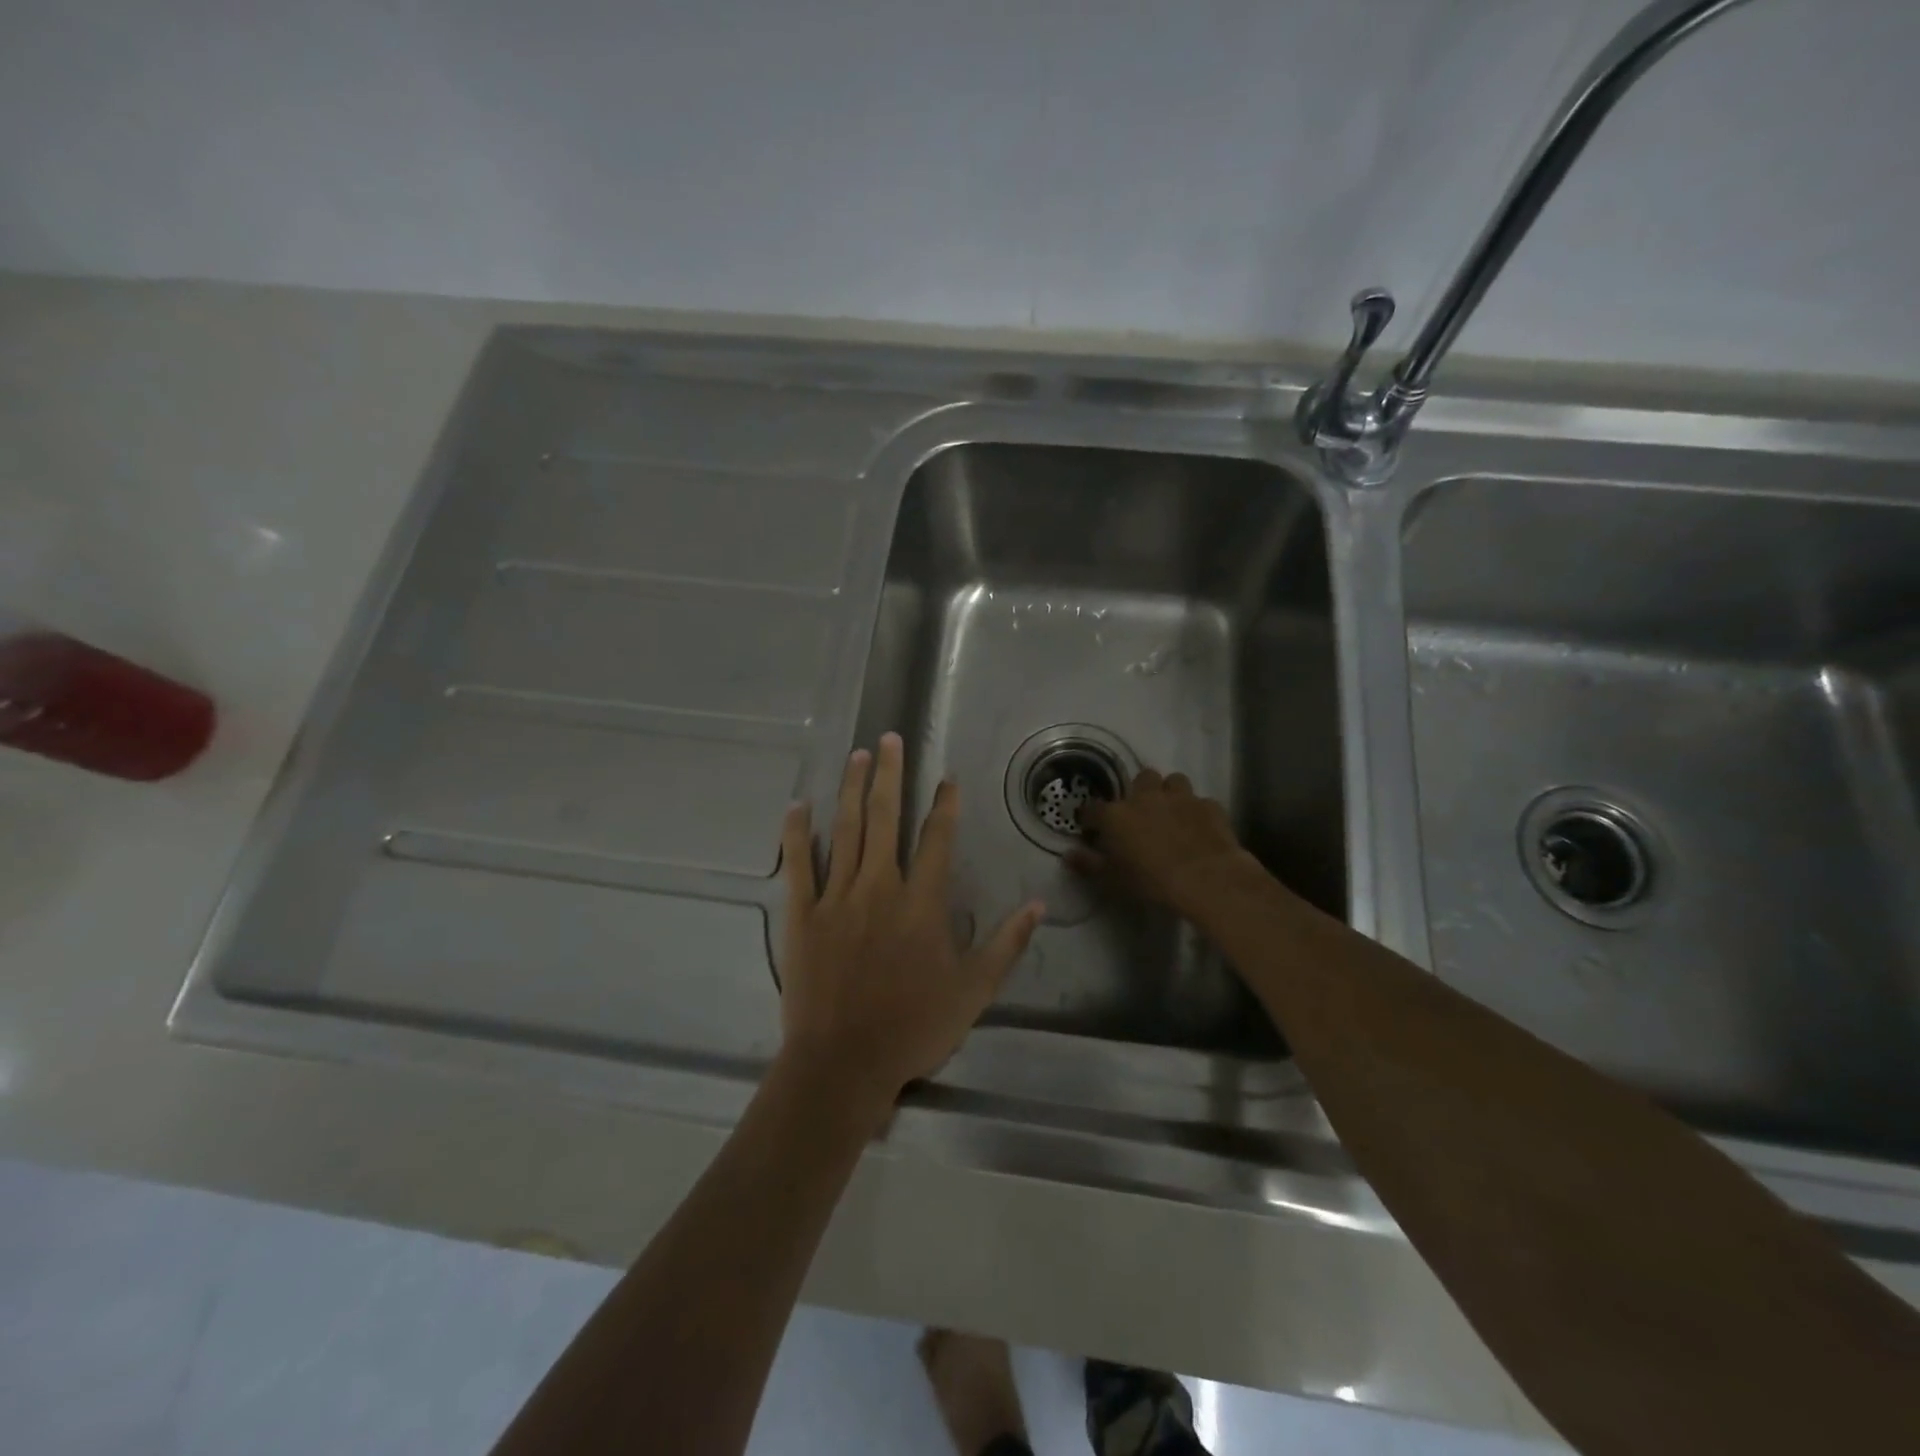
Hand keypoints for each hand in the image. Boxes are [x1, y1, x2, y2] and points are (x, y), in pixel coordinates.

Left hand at [777, 732, 1044, 1109]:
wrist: (845, 1062)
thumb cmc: (914, 1027)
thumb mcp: (974, 991)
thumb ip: (1006, 945)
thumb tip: (1038, 905)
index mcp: (921, 902)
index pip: (937, 839)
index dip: (945, 805)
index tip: (947, 777)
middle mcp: (879, 886)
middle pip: (885, 818)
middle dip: (889, 774)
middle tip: (889, 738)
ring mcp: (837, 897)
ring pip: (845, 830)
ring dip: (851, 789)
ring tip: (856, 754)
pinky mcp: (803, 915)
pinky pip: (799, 865)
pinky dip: (798, 833)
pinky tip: (798, 804)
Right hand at [1074, 769, 1265, 919]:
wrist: (1206, 880)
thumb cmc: (1151, 882)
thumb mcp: (1112, 880)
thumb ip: (1088, 864)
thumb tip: (1069, 855)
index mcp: (1116, 815)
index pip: (1093, 809)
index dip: (1090, 818)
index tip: (1091, 829)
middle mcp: (1146, 797)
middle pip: (1141, 779)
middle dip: (1140, 792)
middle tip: (1141, 814)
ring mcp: (1181, 798)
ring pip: (1174, 781)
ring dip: (1170, 794)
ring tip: (1172, 813)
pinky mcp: (1209, 806)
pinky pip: (1201, 802)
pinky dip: (1197, 812)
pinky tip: (1199, 828)